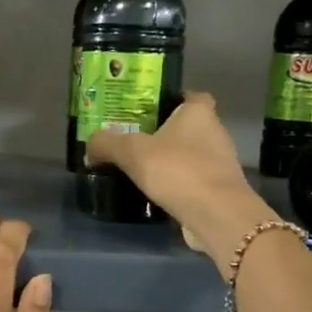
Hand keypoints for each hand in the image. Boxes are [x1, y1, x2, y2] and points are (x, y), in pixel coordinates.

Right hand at [87, 93, 273, 277]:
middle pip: (186, 127)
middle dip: (163, 134)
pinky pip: (193, 180)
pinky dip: (177, 185)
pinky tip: (156, 194)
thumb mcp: (132, 152)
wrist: (216, 215)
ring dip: (170, 162)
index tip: (145, 113)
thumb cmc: (178, 170)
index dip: (168, 101)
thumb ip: (107, 144)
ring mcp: (221, 162)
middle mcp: (215, 131)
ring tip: (140, 170)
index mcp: (199, 112)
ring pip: (190, 155)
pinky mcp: (220, 189)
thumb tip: (90, 144)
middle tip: (133, 142)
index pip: (188, 96)